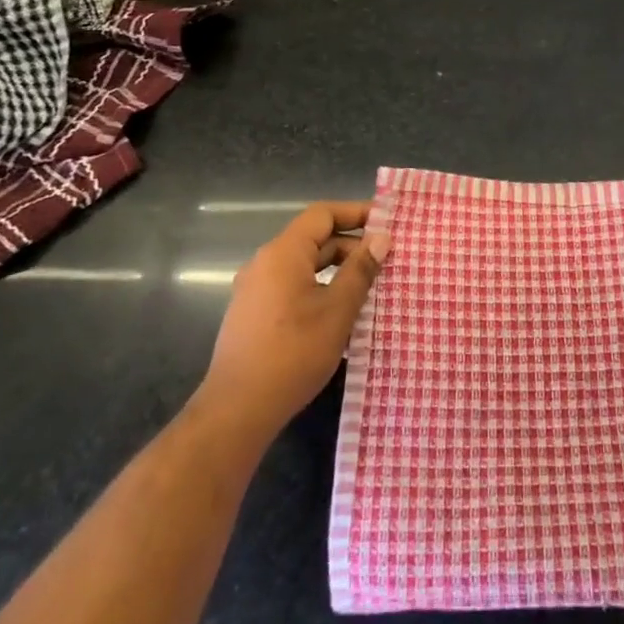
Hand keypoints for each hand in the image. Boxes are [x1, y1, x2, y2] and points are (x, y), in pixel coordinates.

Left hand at [197, 201, 387, 443]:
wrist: (237, 410)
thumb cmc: (293, 353)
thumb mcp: (337, 310)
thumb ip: (361, 270)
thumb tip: (381, 239)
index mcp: (283, 253)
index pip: (323, 214)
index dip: (356, 212)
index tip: (387, 222)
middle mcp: (265, 263)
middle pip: (314, 239)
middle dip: (351, 245)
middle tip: (386, 261)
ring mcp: (255, 290)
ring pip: (304, 265)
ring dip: (337, 270)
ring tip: (370, 287)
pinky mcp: (253, 314)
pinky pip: (292, 286)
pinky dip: (319, 287)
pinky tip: (340, 313)